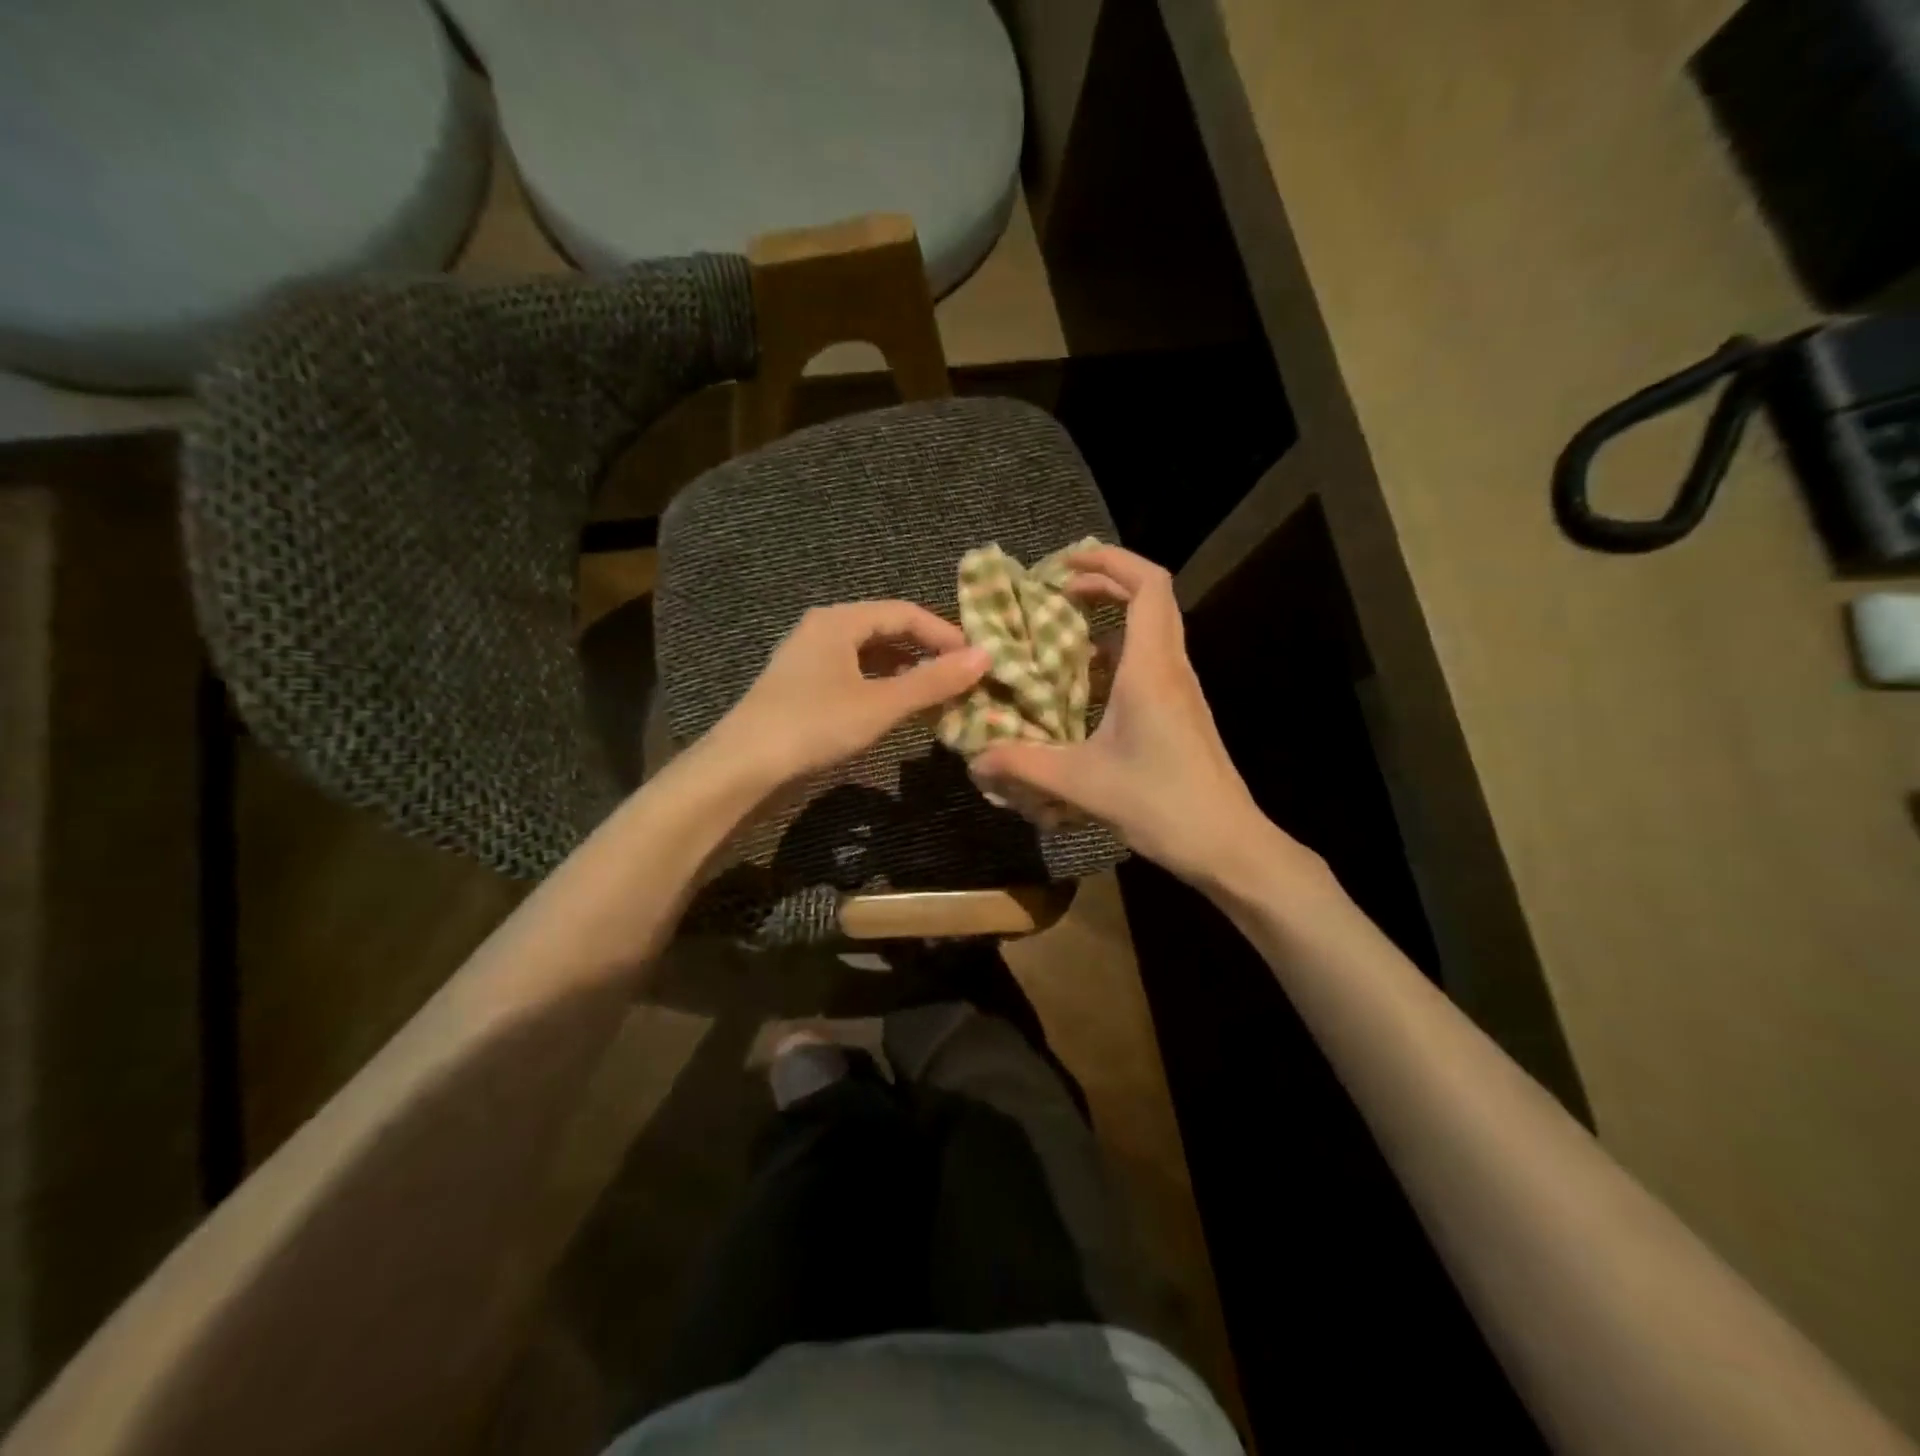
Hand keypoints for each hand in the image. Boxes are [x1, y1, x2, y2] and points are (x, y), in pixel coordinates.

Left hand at [710, 601, 989, 788]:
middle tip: (962, 678)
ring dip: (907, 672)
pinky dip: (883, 687)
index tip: (977, 661)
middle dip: (927, 652)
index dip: (945, 634)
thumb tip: (986, 657)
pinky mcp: (803, 688)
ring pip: (871, 655)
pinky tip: (900, 709)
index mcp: (839, 621)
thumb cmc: (813, 726)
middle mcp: (823, 630)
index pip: (905, 612)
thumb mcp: (880, 704)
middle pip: (887, 630)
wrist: (742, 768)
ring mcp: (810, 660)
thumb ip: (933, 681)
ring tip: (939, 695)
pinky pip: (855, 675)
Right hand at [968, 545, 1281, 885]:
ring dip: (1110, 619)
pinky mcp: (1180, 711)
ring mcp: (1180, 690)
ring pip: (1150, 630)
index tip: (1064, 566)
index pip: (1148, 584)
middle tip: (1054, 595)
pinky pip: (1149, 662)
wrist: (1227, 844)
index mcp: (1152, 669)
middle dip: (1103, 583)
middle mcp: (1171, 668)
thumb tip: (975, 758)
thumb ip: (1024, 765)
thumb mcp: (1082, 783)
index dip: (1109, 561)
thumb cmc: (1162, 804)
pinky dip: (1116, 655)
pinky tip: (1083, 685)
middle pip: (1150, 598)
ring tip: (1060, 634)